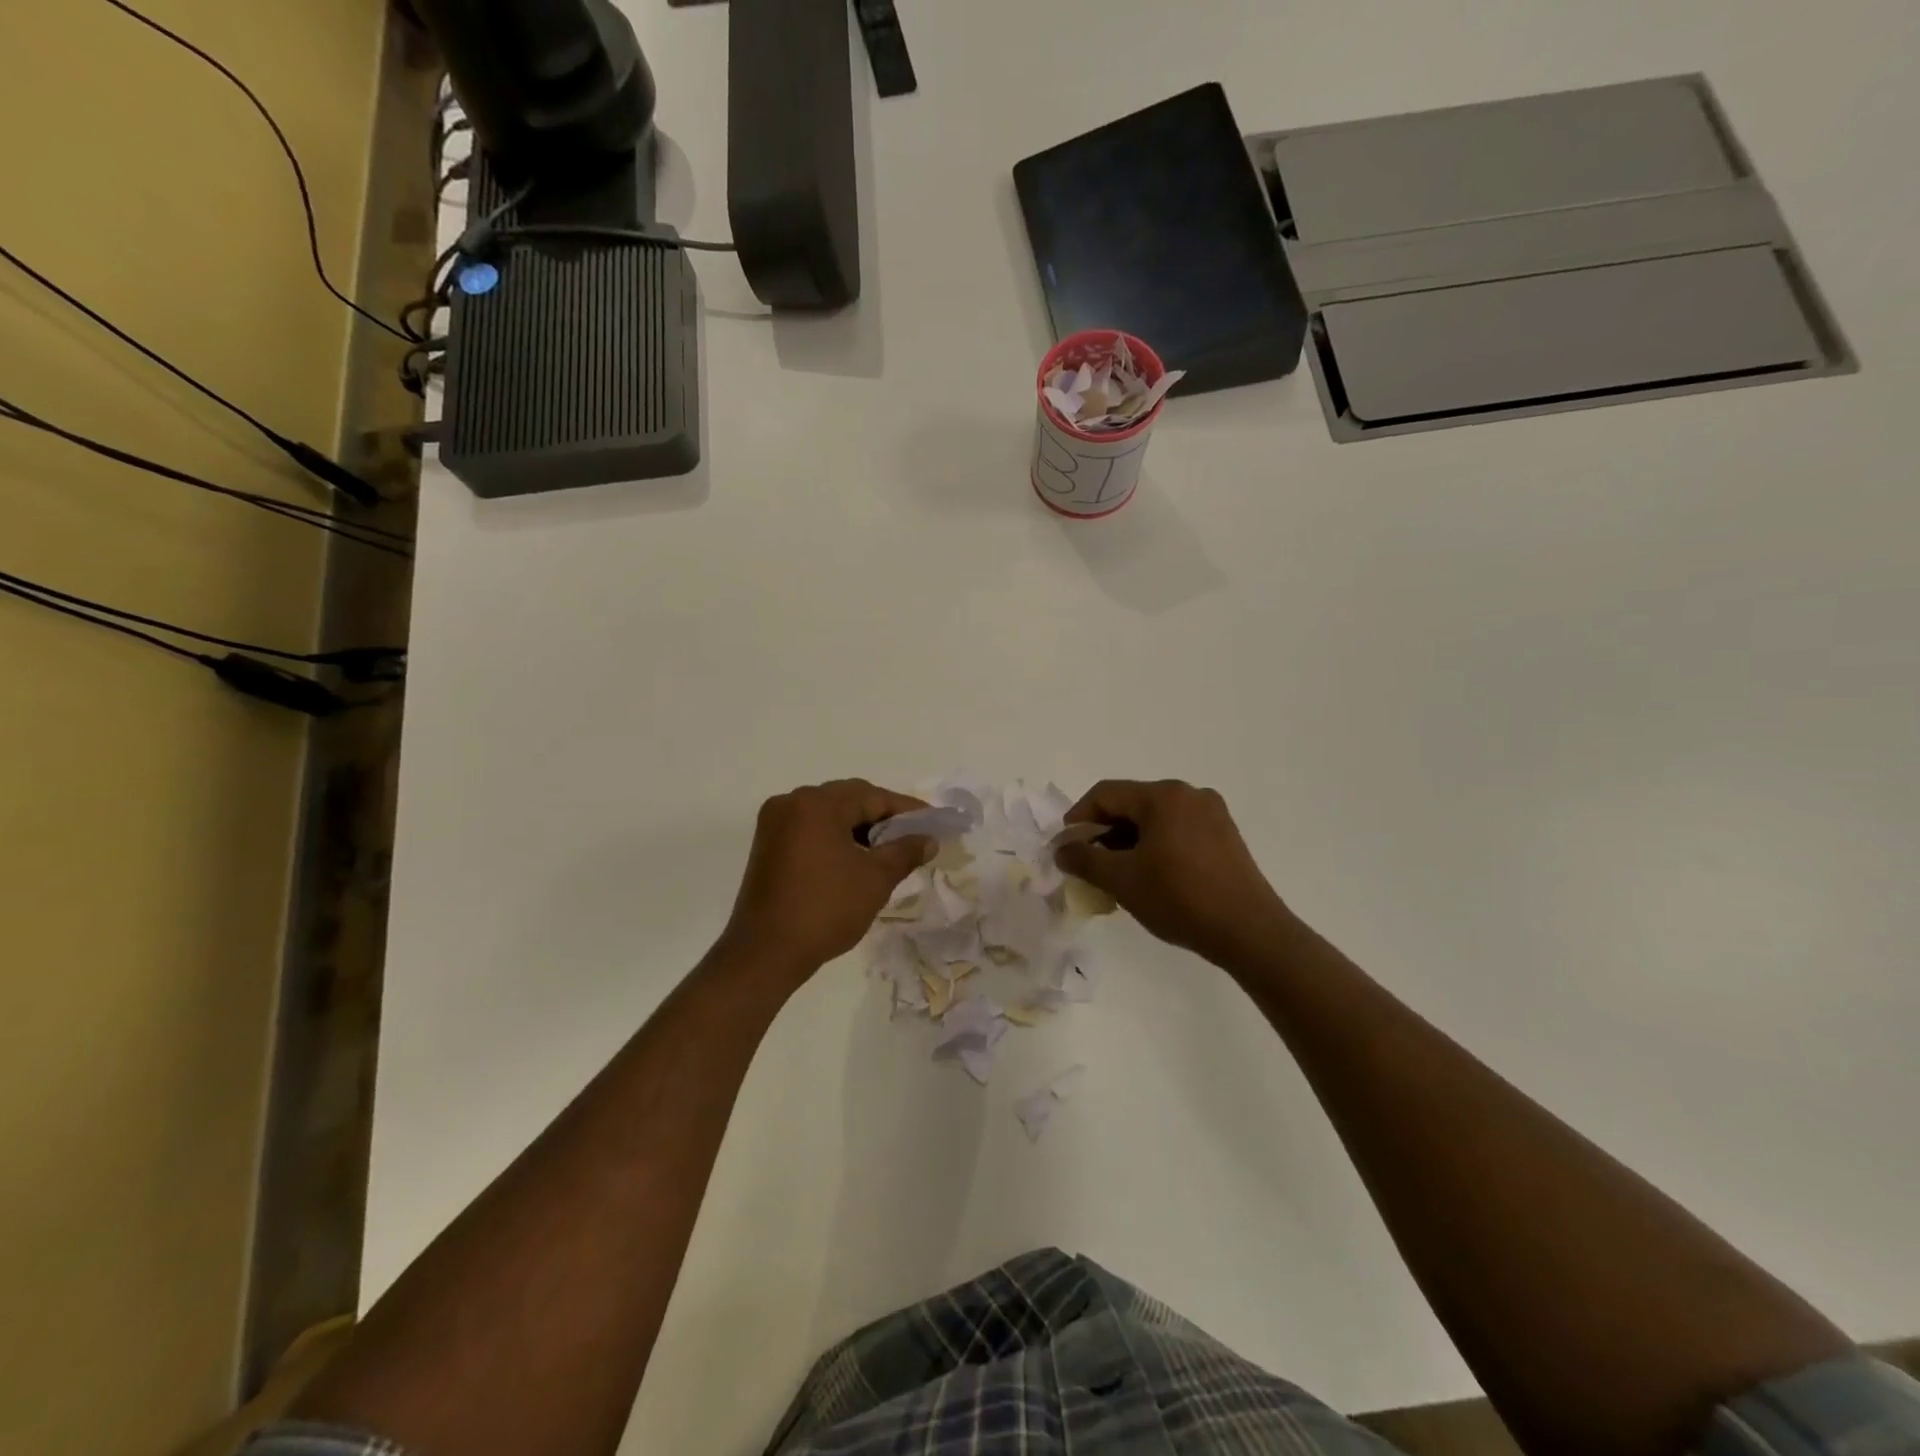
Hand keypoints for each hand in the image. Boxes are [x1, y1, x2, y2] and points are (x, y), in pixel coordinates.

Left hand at [720, 779, 935, 983]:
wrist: (765, 953)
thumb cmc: (825, 909)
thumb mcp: (875, 879)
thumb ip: (905, 852)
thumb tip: (928, 839)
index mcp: (817, 803)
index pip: (872, 796)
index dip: (906, 809)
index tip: (933, 822)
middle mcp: (792, 803)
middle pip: (848, 799)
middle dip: (882, 817)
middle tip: (913, 837)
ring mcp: (775, 824)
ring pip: (829, 815)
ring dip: (859, 828)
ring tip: (888, 851)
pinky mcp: (768, 845)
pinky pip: (811, 830)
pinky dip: (836, 838)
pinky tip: (856, 860)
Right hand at [1054, 779, 1291, 967]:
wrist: (1249, 931)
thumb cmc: (1179, 898)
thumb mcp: (1122, 880)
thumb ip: (1084, 859)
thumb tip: (1062, 849)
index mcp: (1163, 796)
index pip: (1106, 794)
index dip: (1078, 818)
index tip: (1066, 848)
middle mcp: (1190, 795)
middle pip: (1131, 804)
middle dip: (1104, 833)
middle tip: (1090, 865)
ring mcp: (1212, 814)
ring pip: (1155, 819)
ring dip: (1129, 842)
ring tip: (1118, 876)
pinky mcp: (1225, 836)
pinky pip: (1177, 831)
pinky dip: (1155, 847)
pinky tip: (1150, 877)